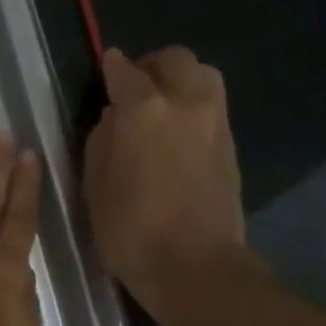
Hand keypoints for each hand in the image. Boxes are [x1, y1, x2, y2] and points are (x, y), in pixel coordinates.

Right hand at [83, 47, 251, 311]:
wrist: (194, 266)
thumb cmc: (130, 231)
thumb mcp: (94, 187)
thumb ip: (101, 141)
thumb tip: (114, 118)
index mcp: (144, 110)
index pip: (125, 71)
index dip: (112, 67)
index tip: (106, 67)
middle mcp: (185, 103)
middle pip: (174, 59)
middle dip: (151, 67)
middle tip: (134, 89)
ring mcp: (215, 121)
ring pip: (202, 75)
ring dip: (179, 81)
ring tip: (160, 108)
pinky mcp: (231, 145)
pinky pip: (212, 105)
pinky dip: (193, 106)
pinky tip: (177, 133)